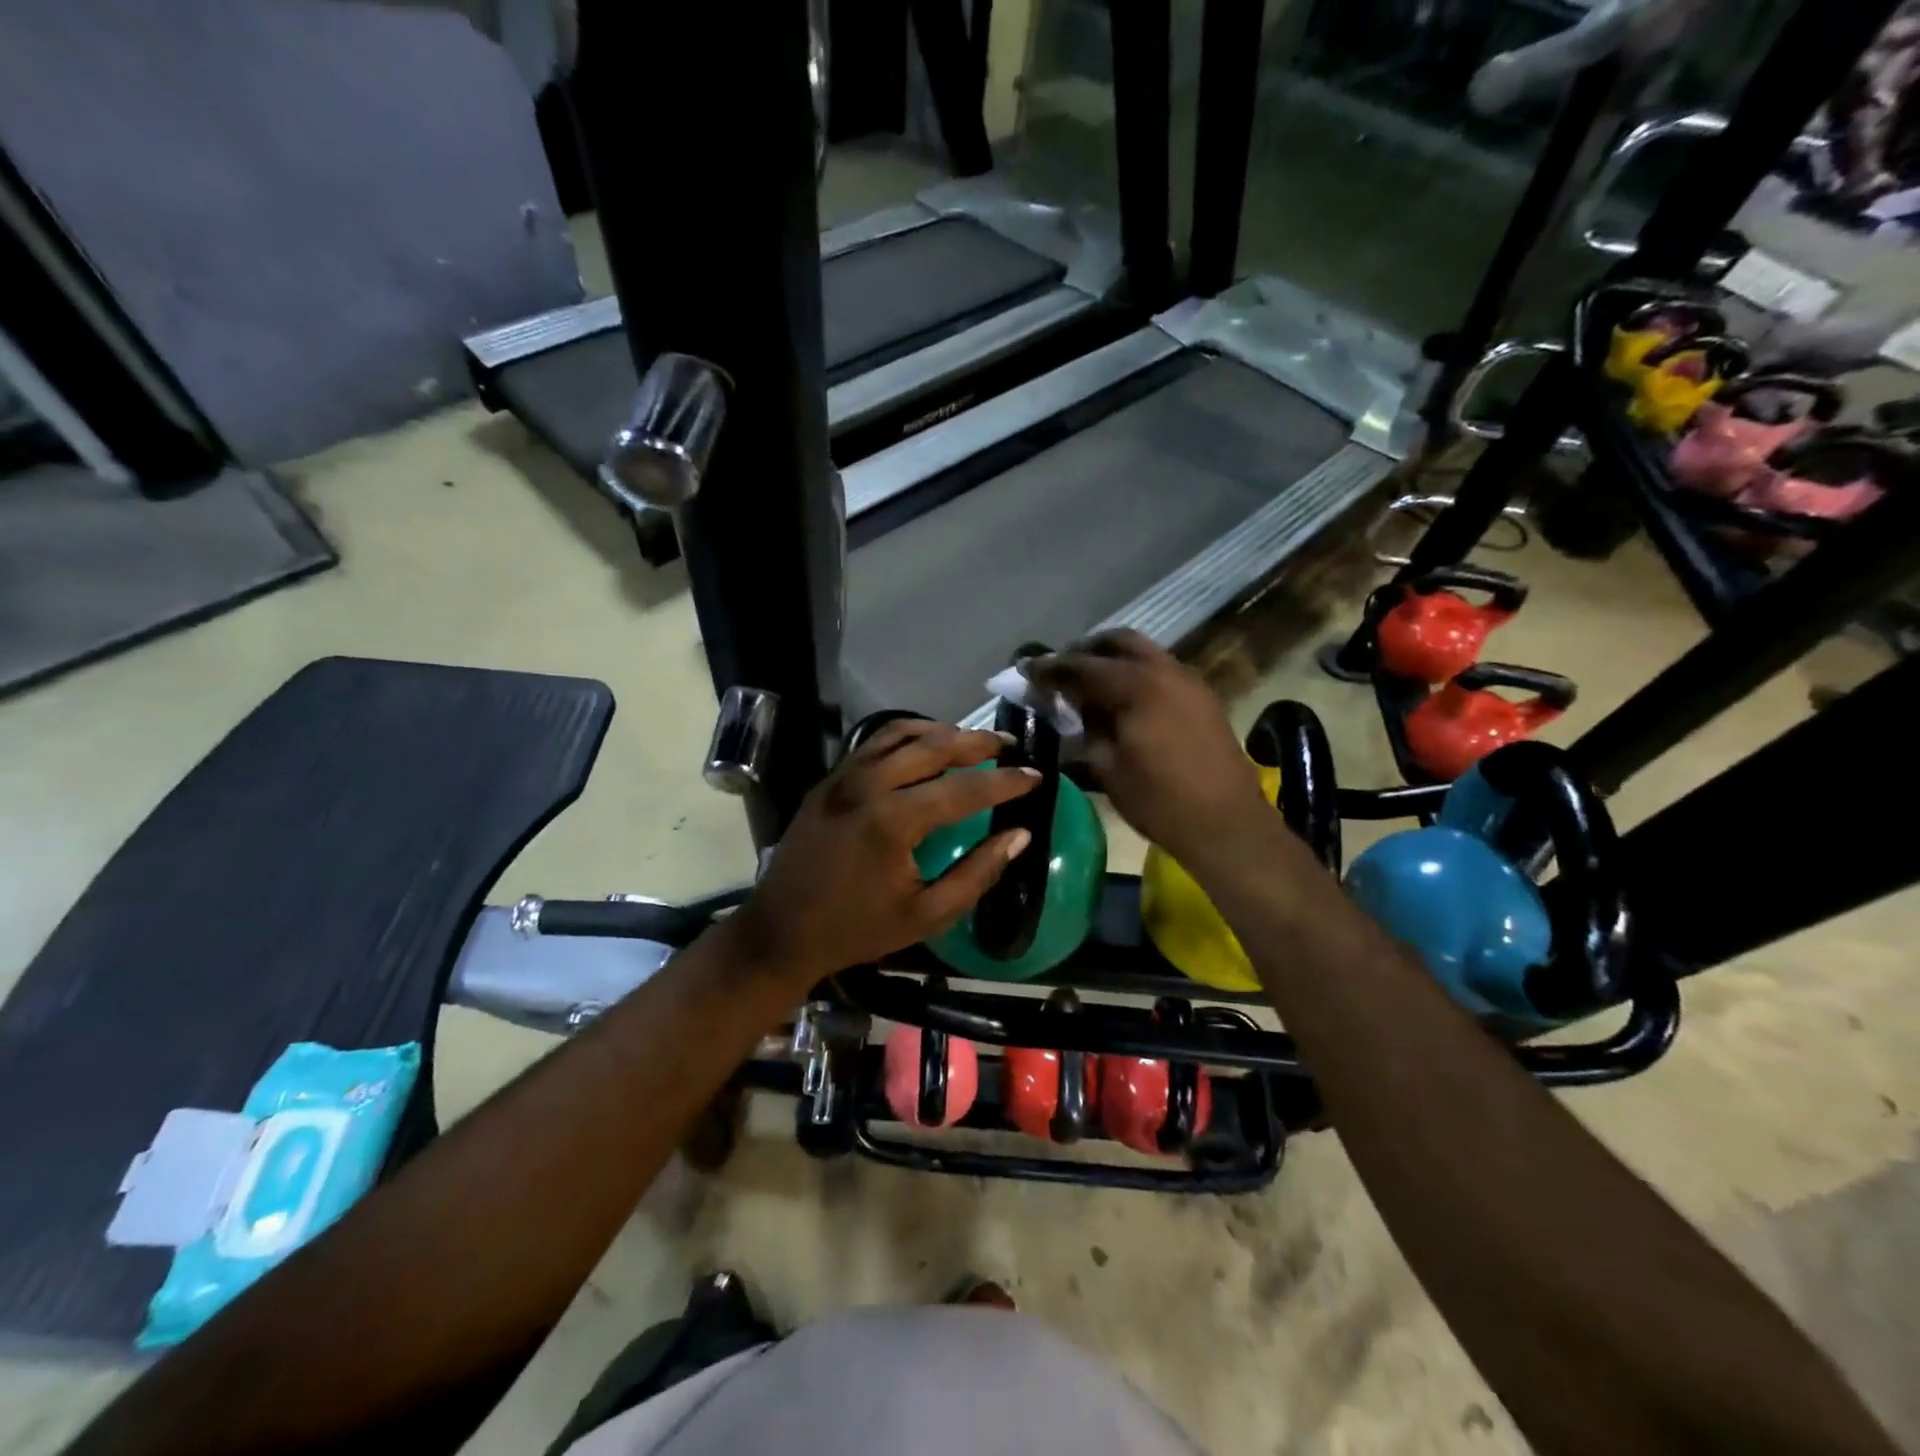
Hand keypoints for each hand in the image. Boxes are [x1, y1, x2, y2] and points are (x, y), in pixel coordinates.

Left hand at [729, 719, 1038, 987]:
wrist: (781, 931)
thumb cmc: (856, 929)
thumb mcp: (926, 916)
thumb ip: (976, 873)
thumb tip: (1019, 835)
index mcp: (893, 822)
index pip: (964, 788)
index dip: (1006, 782)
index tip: (1036, 775)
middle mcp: (868, 786)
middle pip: (934, 746)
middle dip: (978, 742)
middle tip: (1010, 746)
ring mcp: (844, 777)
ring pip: (901, 733)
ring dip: (942, 731)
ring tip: (973, 739)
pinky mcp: (830, 779)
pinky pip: (874, 742)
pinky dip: (907, 734)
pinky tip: (925, 744)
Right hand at [1029, 630, 1265, 863]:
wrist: (1226, 824)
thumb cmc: (1159, 800)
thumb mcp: (1108, 767)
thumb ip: (1086, 728)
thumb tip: (1072, 708)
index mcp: (1137, 686)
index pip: (1083, 666)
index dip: (1051, 667)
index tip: (1026, 669)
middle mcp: (1165, 671)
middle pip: (1119, 642)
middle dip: (1087, 650)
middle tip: (1062, 670)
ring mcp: (1189, 682)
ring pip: (1145, 653)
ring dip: (1114, 660)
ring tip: (1090, 685)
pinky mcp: (1203, 698)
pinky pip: (1162, 671)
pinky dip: (1137, 674)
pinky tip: (1123, 701)